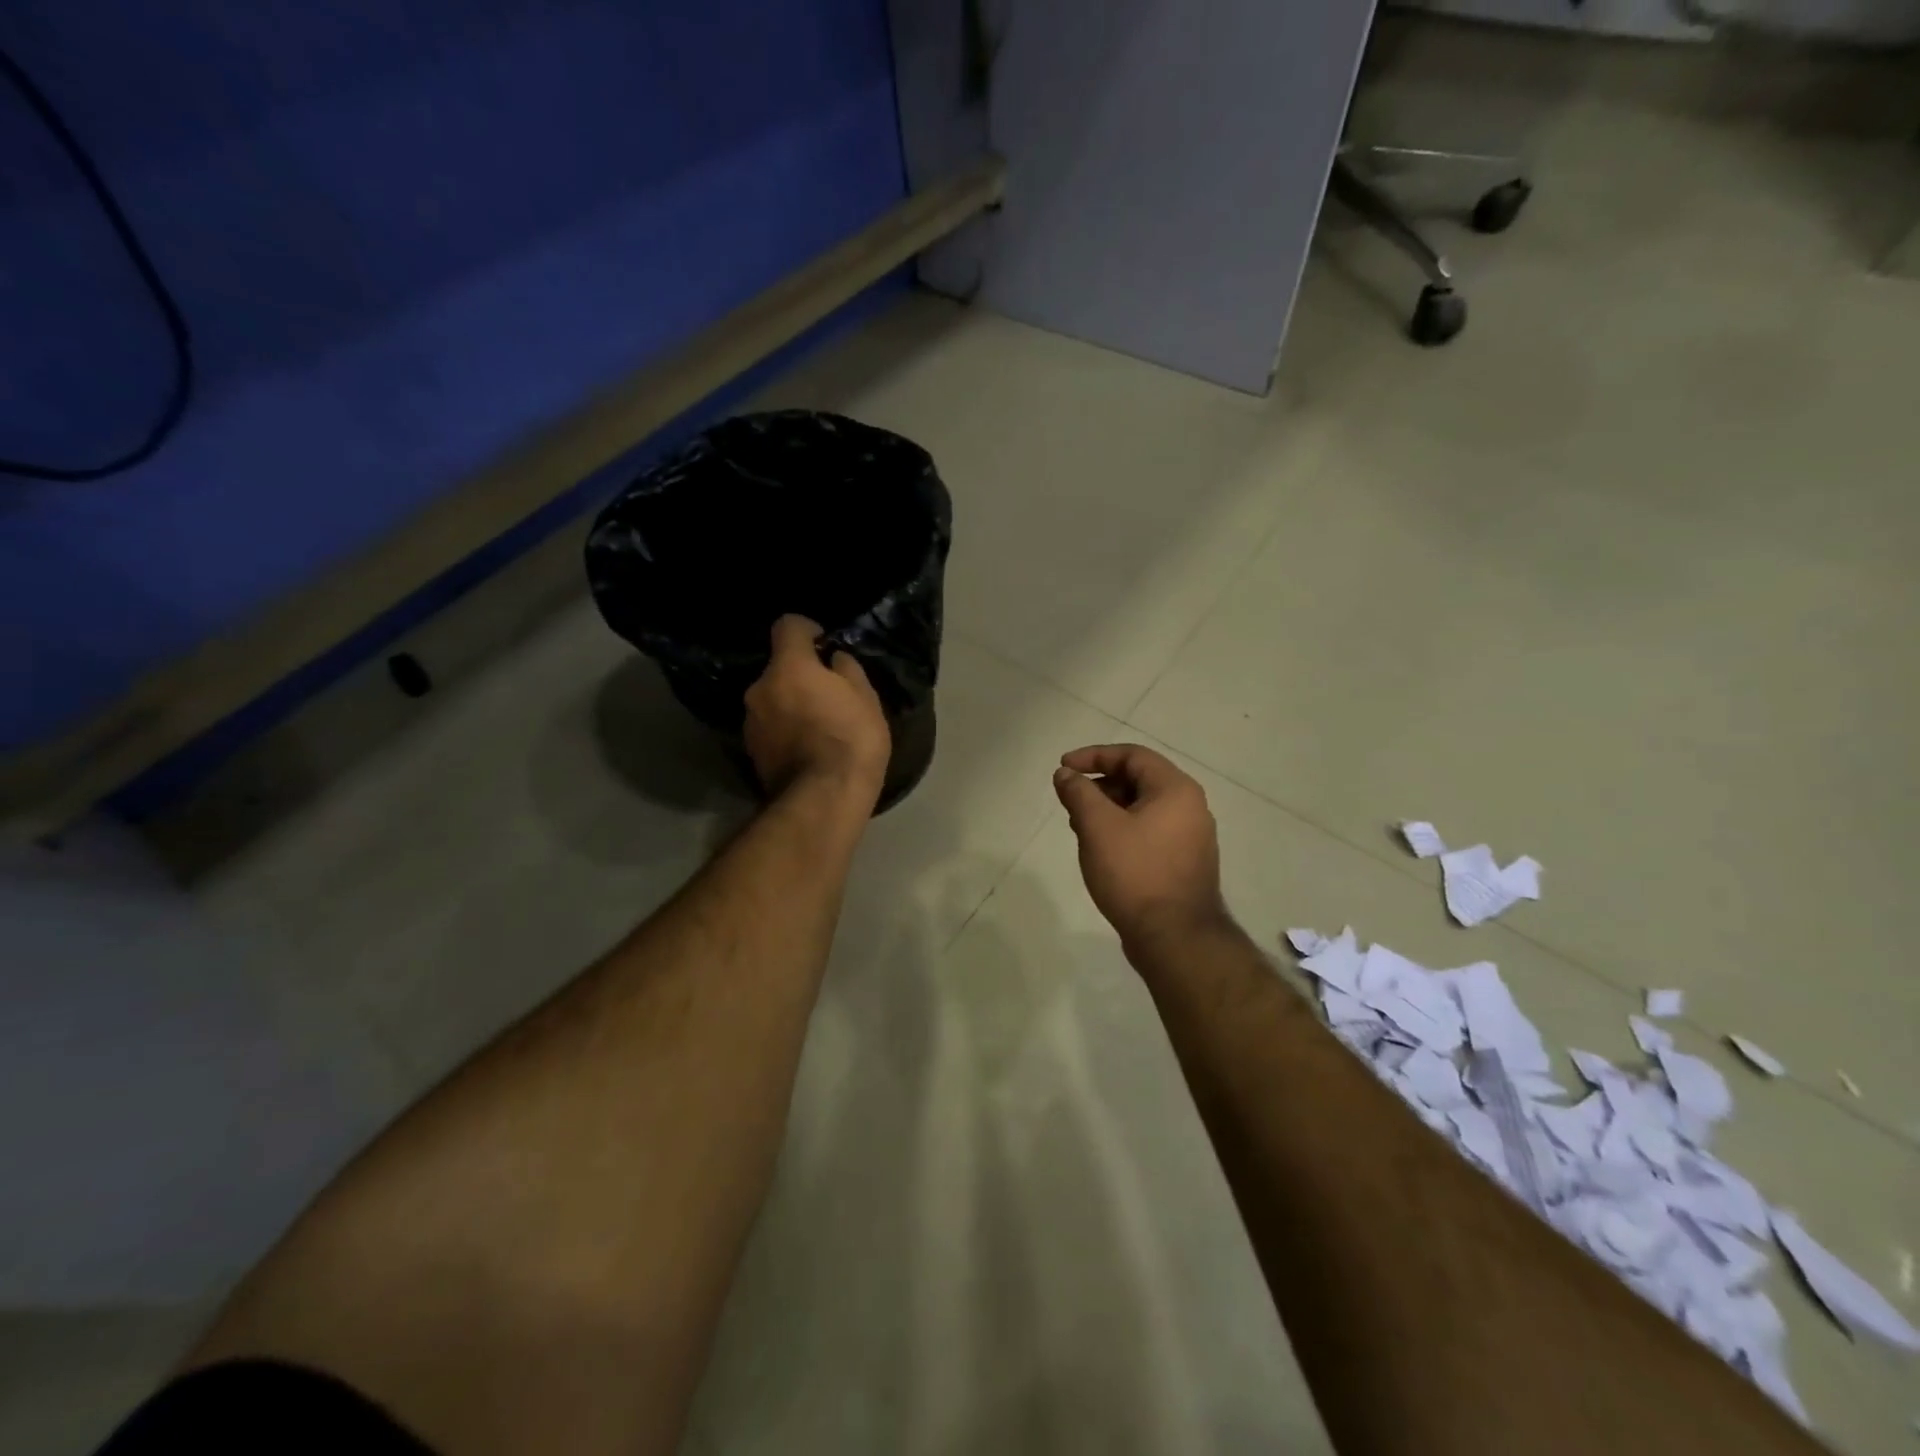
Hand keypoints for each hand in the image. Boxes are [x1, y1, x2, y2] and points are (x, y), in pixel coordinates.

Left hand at [744, 615, 889, 805]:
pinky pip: (770, 727)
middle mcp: (760, 688)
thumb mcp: (866, 698)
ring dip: (790, 704)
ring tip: (818, 726)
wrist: (823, 799)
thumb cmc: (851, 740)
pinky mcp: (750, 752)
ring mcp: (750, 722)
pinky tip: (807, 748)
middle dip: (799, 675)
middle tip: (828, 694)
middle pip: (778, 668)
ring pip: (772, 699)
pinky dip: (784, 730)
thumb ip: (846, 670)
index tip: (824, 646)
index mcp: (788, 667)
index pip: (788, 625)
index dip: (808, 631)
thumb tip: (834, 660)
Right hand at [1053, 744, 1231, 951]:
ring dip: (1108, 809)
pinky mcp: (1185, 862)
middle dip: (1099, 785)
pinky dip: (1123, 830)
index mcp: (1176, 789)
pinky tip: (1102, 850)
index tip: (1063, 768)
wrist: (1175, 938)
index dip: (1093, 756)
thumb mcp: (1098, 827)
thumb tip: (1066, 774)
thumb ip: (1079, 793)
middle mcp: (1191, 807)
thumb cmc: (1135, 873)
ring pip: (1143, 808)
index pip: (1132, 755)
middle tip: (1069, 801)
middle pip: (1139, 780)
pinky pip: (1150, 831)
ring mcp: (1192, 837)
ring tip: (1080, 827)